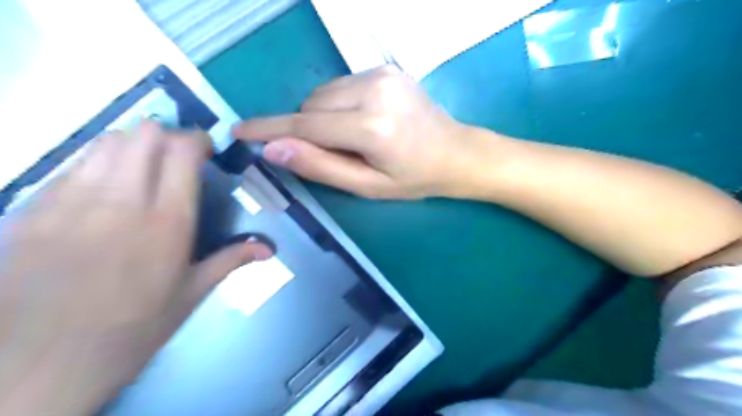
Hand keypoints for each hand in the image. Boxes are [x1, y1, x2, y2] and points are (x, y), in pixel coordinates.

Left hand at [0, 120, 271, 414]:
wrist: (41, 365)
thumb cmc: (135, 328)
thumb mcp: (192, 293)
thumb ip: (232, 259)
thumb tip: (269, 248)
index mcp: (168, 221)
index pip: (183, 152)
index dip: (197, 140)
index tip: (206, 149)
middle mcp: (122, 201)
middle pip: (144, 135)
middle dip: (166, 137)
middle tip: (175, 158)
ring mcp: (71, 202)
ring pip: (105, 142)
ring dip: (131, 145)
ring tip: (141, 167)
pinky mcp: (32, 210)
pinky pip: (70, 167)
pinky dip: (95, 165)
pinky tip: (102, 190)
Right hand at [234, 65, 493, 198]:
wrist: (455, 152)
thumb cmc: (414, 179)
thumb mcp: (367, 186)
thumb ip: (320, 167)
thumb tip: (272, 150)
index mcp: (372, 128)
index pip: (306, 124)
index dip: (269, 128)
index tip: (239, 131)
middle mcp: (375, 90)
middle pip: (312, 105)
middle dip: (308, 129)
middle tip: (336, 153)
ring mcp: (381, 73)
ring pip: (324, 93)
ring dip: (323, 116)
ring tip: (353, 138)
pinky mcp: (385, 68)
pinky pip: (341, 85)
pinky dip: (338, 105)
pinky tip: (362, 121)